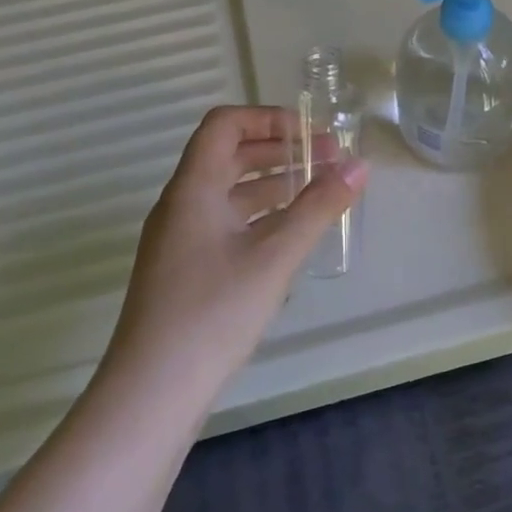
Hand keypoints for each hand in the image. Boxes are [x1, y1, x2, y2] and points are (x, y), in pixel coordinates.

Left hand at [105, 106, 366, 395]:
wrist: (151, 393)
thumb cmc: (213, 313)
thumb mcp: (275, 256)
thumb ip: (318, 207)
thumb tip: (359, 167)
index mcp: (193, 188)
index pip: (224, 124)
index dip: (268, 118)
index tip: (312, 133)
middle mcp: (181, 205)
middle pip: (229, 155)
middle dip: (281, 150)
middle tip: (330, 159)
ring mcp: (180, 239)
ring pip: (230, 192)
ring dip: (273, 184)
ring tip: (319, 191)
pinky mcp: (185, 270)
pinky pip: (226, 223)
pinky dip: (261, 216)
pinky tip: (291, 235)